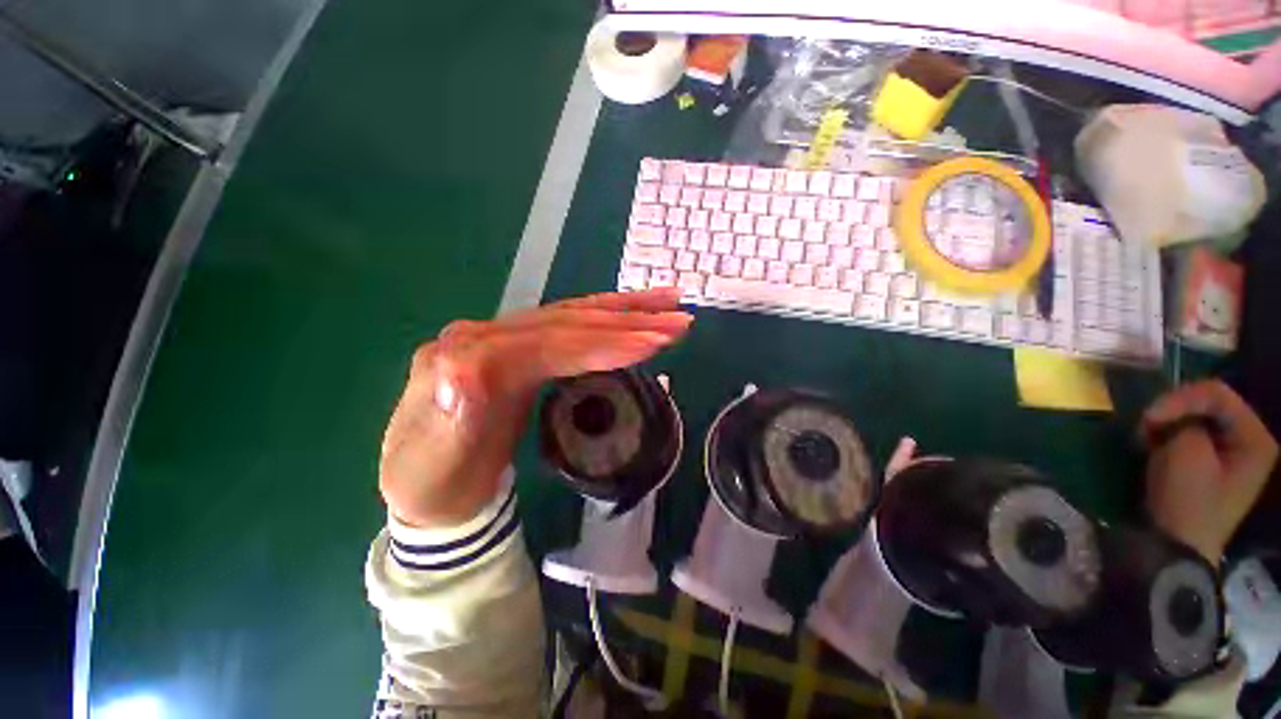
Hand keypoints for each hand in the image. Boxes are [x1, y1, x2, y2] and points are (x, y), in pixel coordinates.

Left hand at [379, 289, 691, 527]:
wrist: (429, 489)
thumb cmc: (434, 484)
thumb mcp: (434, 462)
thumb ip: (451, 416)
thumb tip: (466, 373)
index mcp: (467, 357)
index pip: (549, 343)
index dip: (602, 343)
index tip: (652, 344)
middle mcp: (487, 336)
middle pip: (568, 321)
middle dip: (626, 321)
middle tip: (678, 321)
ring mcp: (506, 338)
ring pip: (573, 315)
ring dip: (624, 309)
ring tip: (668, 303)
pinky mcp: (522, 349)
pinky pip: (571, 326)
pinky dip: (607, 318)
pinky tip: (632, 314)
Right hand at [1140, 380, 1277, 564]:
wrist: (1177, 545)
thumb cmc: (1188, 501)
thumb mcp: (1186, 453)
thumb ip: (1184, 420)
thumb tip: (1169, 411)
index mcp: (1254, 437)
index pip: (1217, 394)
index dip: (1180, 398)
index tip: (1147, 416)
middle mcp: (1249, 439)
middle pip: (1208, 404)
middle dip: (1173, 411)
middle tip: (1145, 426)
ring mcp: (1230, 452)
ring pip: (1195, 418)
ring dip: (1167, 424)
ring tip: (1146, 438)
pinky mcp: (1210, 461)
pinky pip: (1189, 434)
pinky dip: (1168, 436)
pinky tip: (1153, 447)